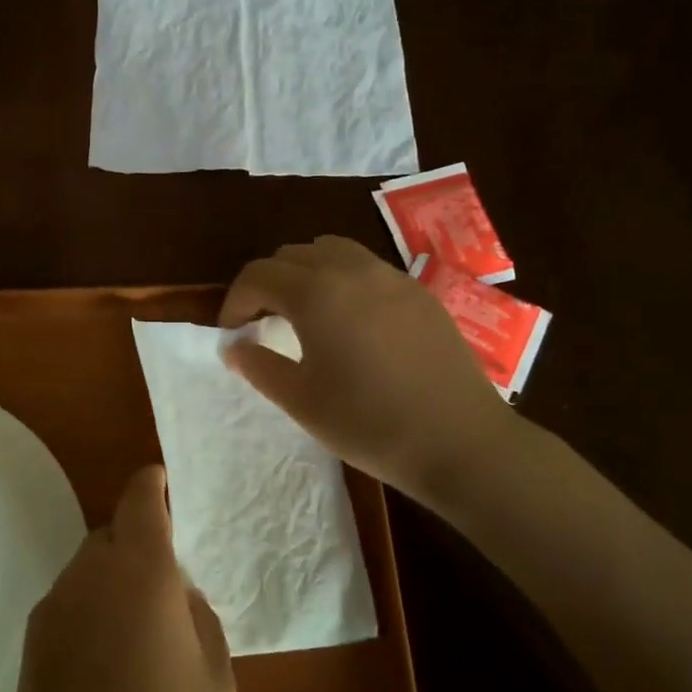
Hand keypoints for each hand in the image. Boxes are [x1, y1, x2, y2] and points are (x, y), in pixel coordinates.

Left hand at [3, 465, 234, 691]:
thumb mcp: (215, 679)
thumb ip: (195, 615)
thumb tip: (173, 593)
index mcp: (139, 573)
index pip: (138, 499)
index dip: (152, 483)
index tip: (164, 481)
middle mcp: (86, 578)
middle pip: (111, 535)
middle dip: (138, 546)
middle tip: (168, 590)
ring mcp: (50, 613)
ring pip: (88, 571)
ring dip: (113, 582)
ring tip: (140, 639)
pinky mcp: (29, 649)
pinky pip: (69, 606)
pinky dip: (91, 613)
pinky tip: (108, 670)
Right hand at [218, 235, 525, 498]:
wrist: (458, 441)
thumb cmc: (368, 423)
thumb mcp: (300, 400)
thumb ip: (258, 366)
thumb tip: (233, 346)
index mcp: (315, 292)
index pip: (258, 275)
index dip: (235, 300)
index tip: (233, 332)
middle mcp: (351, 270)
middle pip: (292, 255)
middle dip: (268, 283)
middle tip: (262, 322)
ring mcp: (391, 277)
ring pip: (332, 251)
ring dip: (305, 273)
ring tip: (304, 314)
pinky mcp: (419, 292)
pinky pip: (366, 267)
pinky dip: (342, 280)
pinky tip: (350, 323)